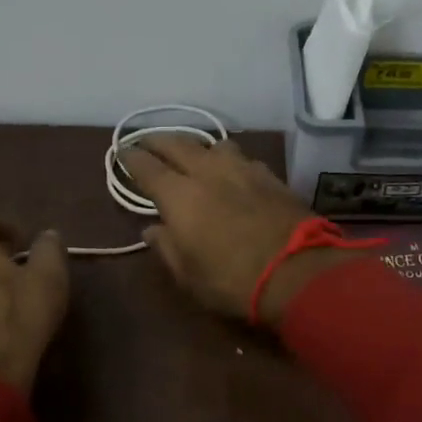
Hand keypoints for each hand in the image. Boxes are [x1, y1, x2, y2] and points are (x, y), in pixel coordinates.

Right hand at [118, 138, 361, 324]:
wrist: (298, 272)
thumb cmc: (232, 281)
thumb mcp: (189, 276)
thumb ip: (167, 247)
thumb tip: (152, 230)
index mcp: (179, 195)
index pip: (147, 167)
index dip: (132, 158)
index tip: (123, 152)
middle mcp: (208, 172)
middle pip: (178, 144)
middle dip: (158, 140)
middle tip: (147, 141)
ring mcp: (243, 169)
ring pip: (213, 145)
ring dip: (196, 146)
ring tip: (192, 153)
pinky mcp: (271, 176)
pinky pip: (241, 158)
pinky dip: (227, 160)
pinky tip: (230, 170)